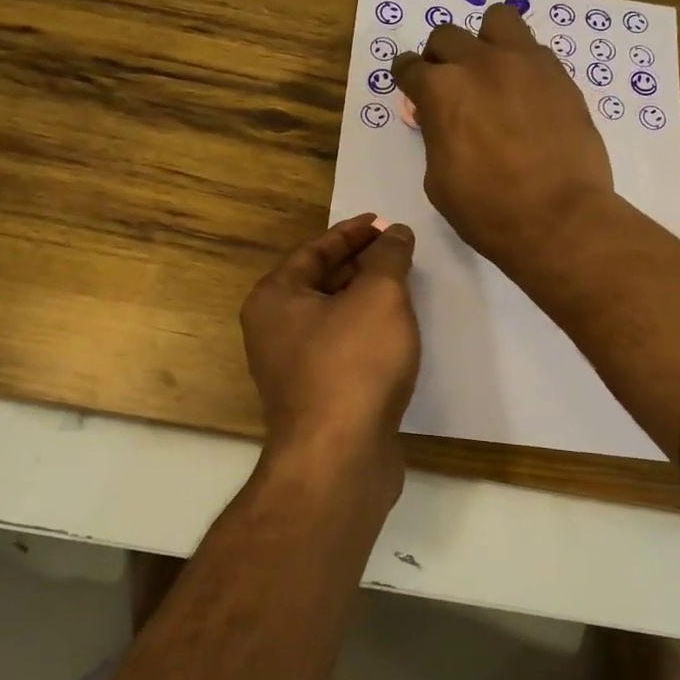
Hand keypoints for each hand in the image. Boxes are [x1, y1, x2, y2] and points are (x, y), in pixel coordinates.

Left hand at [240, 214, 419, 483]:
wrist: (340, 457)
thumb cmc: (353, 363)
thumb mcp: (379, 295)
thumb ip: (388, 257)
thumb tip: (395, 233)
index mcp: (275, 298)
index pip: (313, 250)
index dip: (350, 232)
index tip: (381, 222)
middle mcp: (274, 330)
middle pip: (320, 282)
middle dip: (360, 263)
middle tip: (398, 249)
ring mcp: (294, 368)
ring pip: (333, 318)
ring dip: (366, 298)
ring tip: (404, 283)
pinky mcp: (318, 398)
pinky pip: (343, 349)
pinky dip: (367, 332)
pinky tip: (397, 332)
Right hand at [392, 4, 614, 270]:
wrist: (559, 218)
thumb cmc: (488, 210)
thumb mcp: (439, 179)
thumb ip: (436, 136)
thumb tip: (443, 120)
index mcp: (441, 91)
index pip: (410, 67)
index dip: (407, 77)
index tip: (411, 86)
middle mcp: (479, 64)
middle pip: (446, 36)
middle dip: (440, 58)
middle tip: (450, 85)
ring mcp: (524, 63)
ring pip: (497, 19)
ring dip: (485, 40)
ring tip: (492, 70)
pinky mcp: (559, 74)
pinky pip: (533, 48)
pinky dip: (521, 62)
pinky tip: (526, 93)